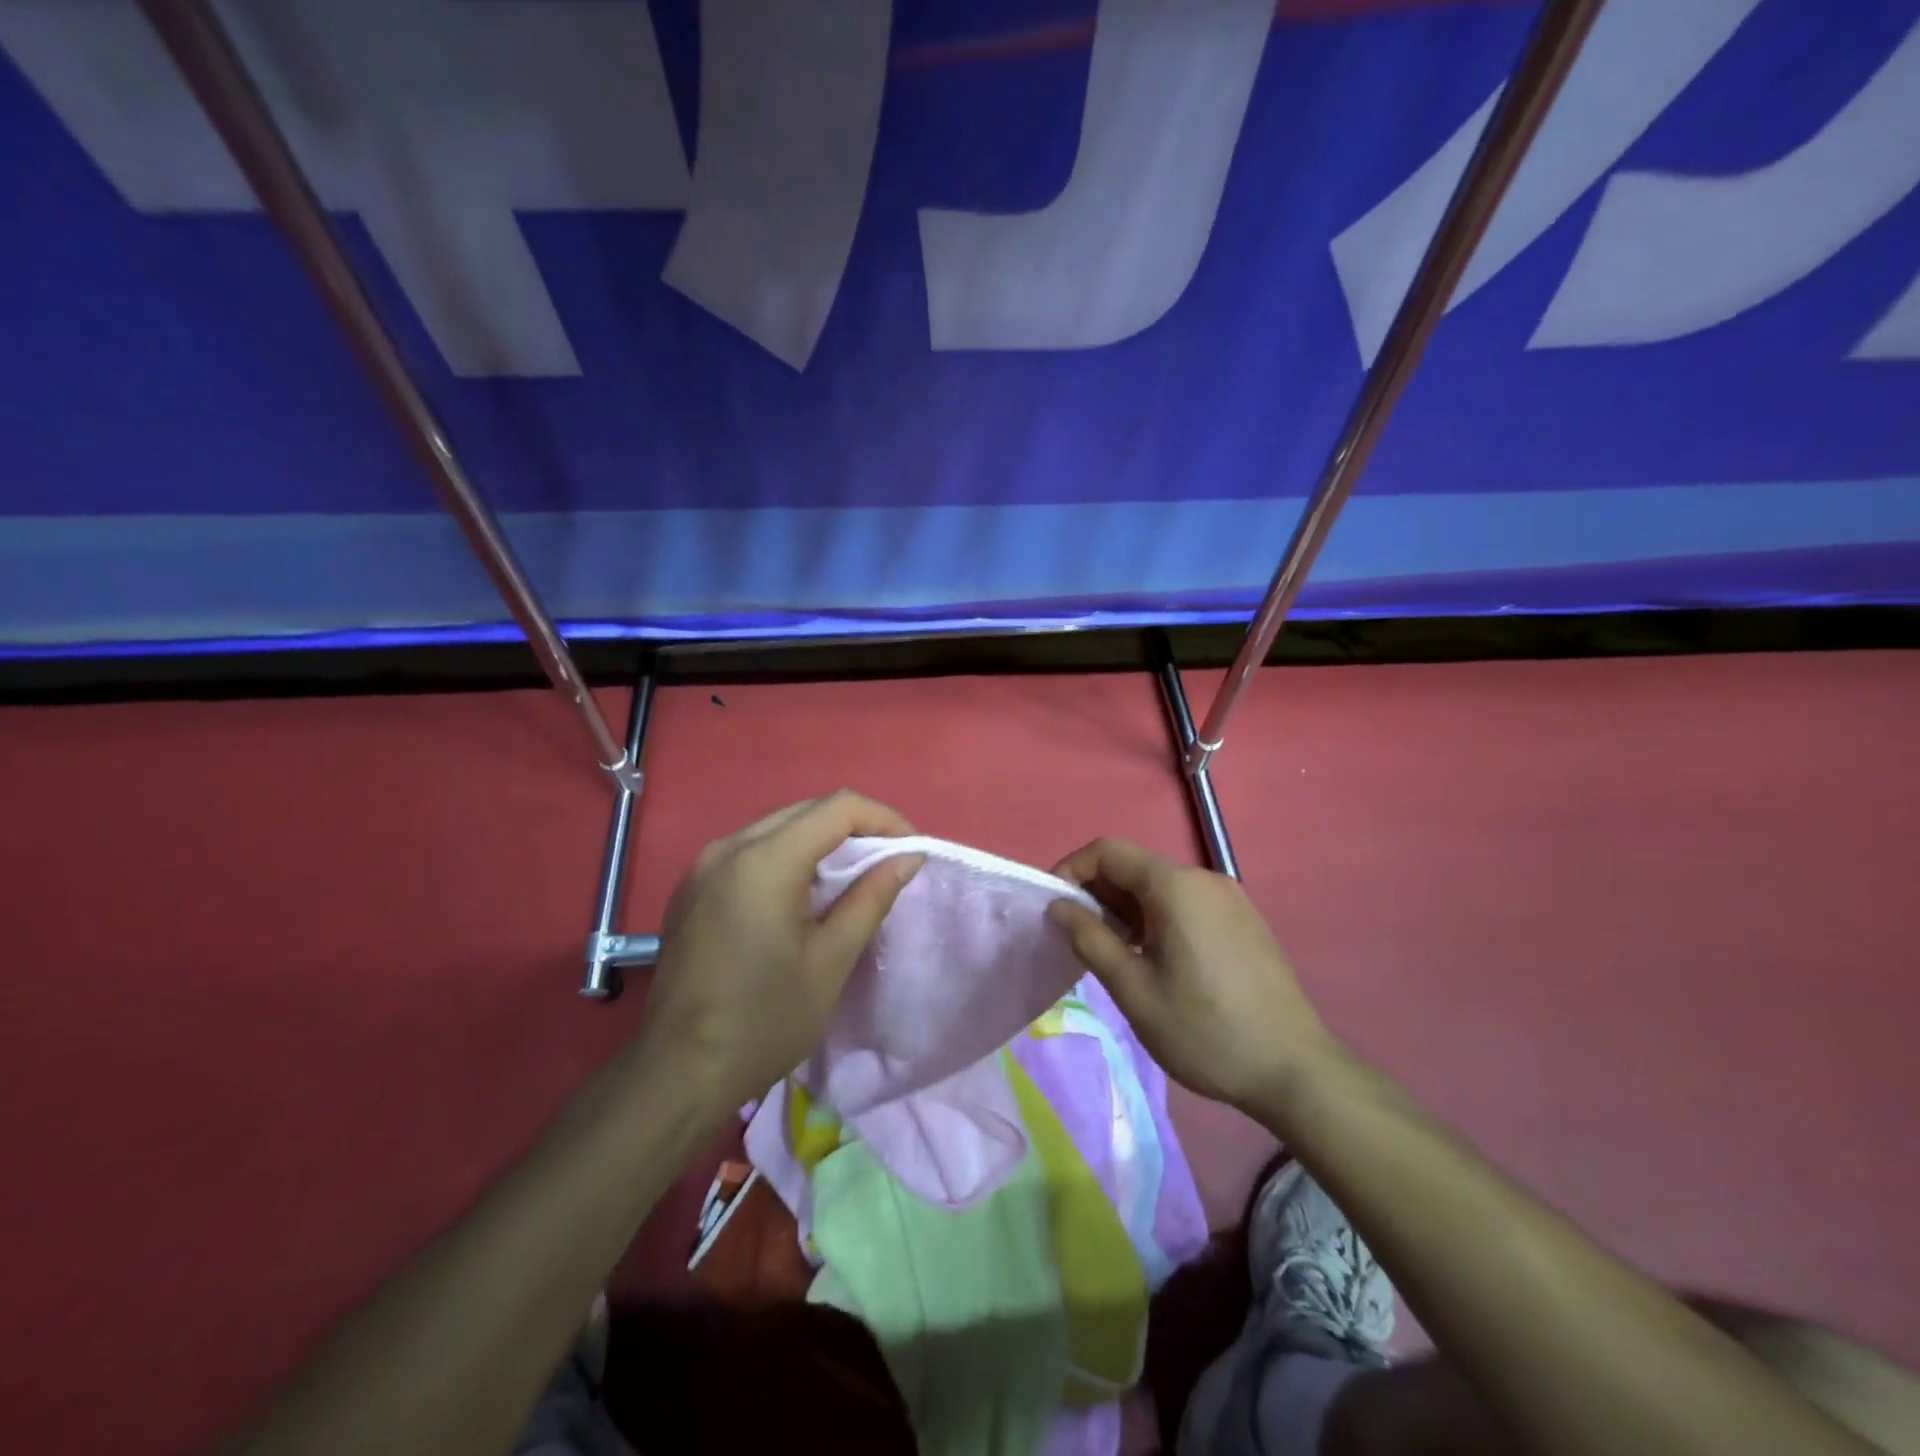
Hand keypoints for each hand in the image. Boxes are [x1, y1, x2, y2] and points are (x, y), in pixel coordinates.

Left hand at [636, 792, 923, 1116]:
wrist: (676, 1074)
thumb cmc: (763, 1022)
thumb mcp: (830, 962)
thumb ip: (870, 899)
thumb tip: (907, 858)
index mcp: (763, 861)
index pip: (837, 808)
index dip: (884, 819)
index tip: (911, 851)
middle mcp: (728, 848)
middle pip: (805, 811)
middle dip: (855, 828)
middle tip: (888, 864)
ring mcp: (702, 867)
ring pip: (776, 827)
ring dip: (820, 842)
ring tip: (851, 880)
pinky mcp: (691, 889)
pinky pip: (749, 851)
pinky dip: (787, 857)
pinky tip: (801, 896)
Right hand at [1046, 839, 1337, 1116]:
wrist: (1295, 1071)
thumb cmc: (1205, 1031)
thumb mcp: (1134, 990)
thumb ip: (1090, 939)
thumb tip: (1058, 907)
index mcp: (1175, 886)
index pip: (1107, 851)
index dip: (1071, 870)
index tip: (1054, 909)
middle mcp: (1204, 878)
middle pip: (1135, 865)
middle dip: (1098, 892)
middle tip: (1079, 938)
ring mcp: (1229, 897)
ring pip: (1160, 885)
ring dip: (1126, 907)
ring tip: (1114, 953)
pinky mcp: (1243, 919)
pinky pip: (1186, 902)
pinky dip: (1156, 916)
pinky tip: (1155, 959)